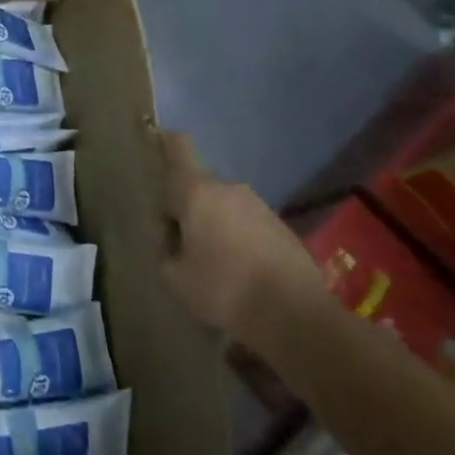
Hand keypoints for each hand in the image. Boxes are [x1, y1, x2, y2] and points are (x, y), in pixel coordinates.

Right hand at [159, 133, 324, 348]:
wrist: (296, 315)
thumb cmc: (224, 289)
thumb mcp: (174, 277)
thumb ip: (165, 250)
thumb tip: (172, 239)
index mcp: (196, 192)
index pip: (179, 149)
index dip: (166, 141)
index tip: (157, 138)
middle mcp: (229, 189)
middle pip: (200, 186)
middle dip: (189, 206)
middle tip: (182, 240)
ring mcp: (260, 207)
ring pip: (226, 206)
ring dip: (216, 225)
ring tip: (213, 262)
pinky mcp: (283, 229)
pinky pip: (249, 225)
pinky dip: (241, 240)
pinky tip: (241, 272)